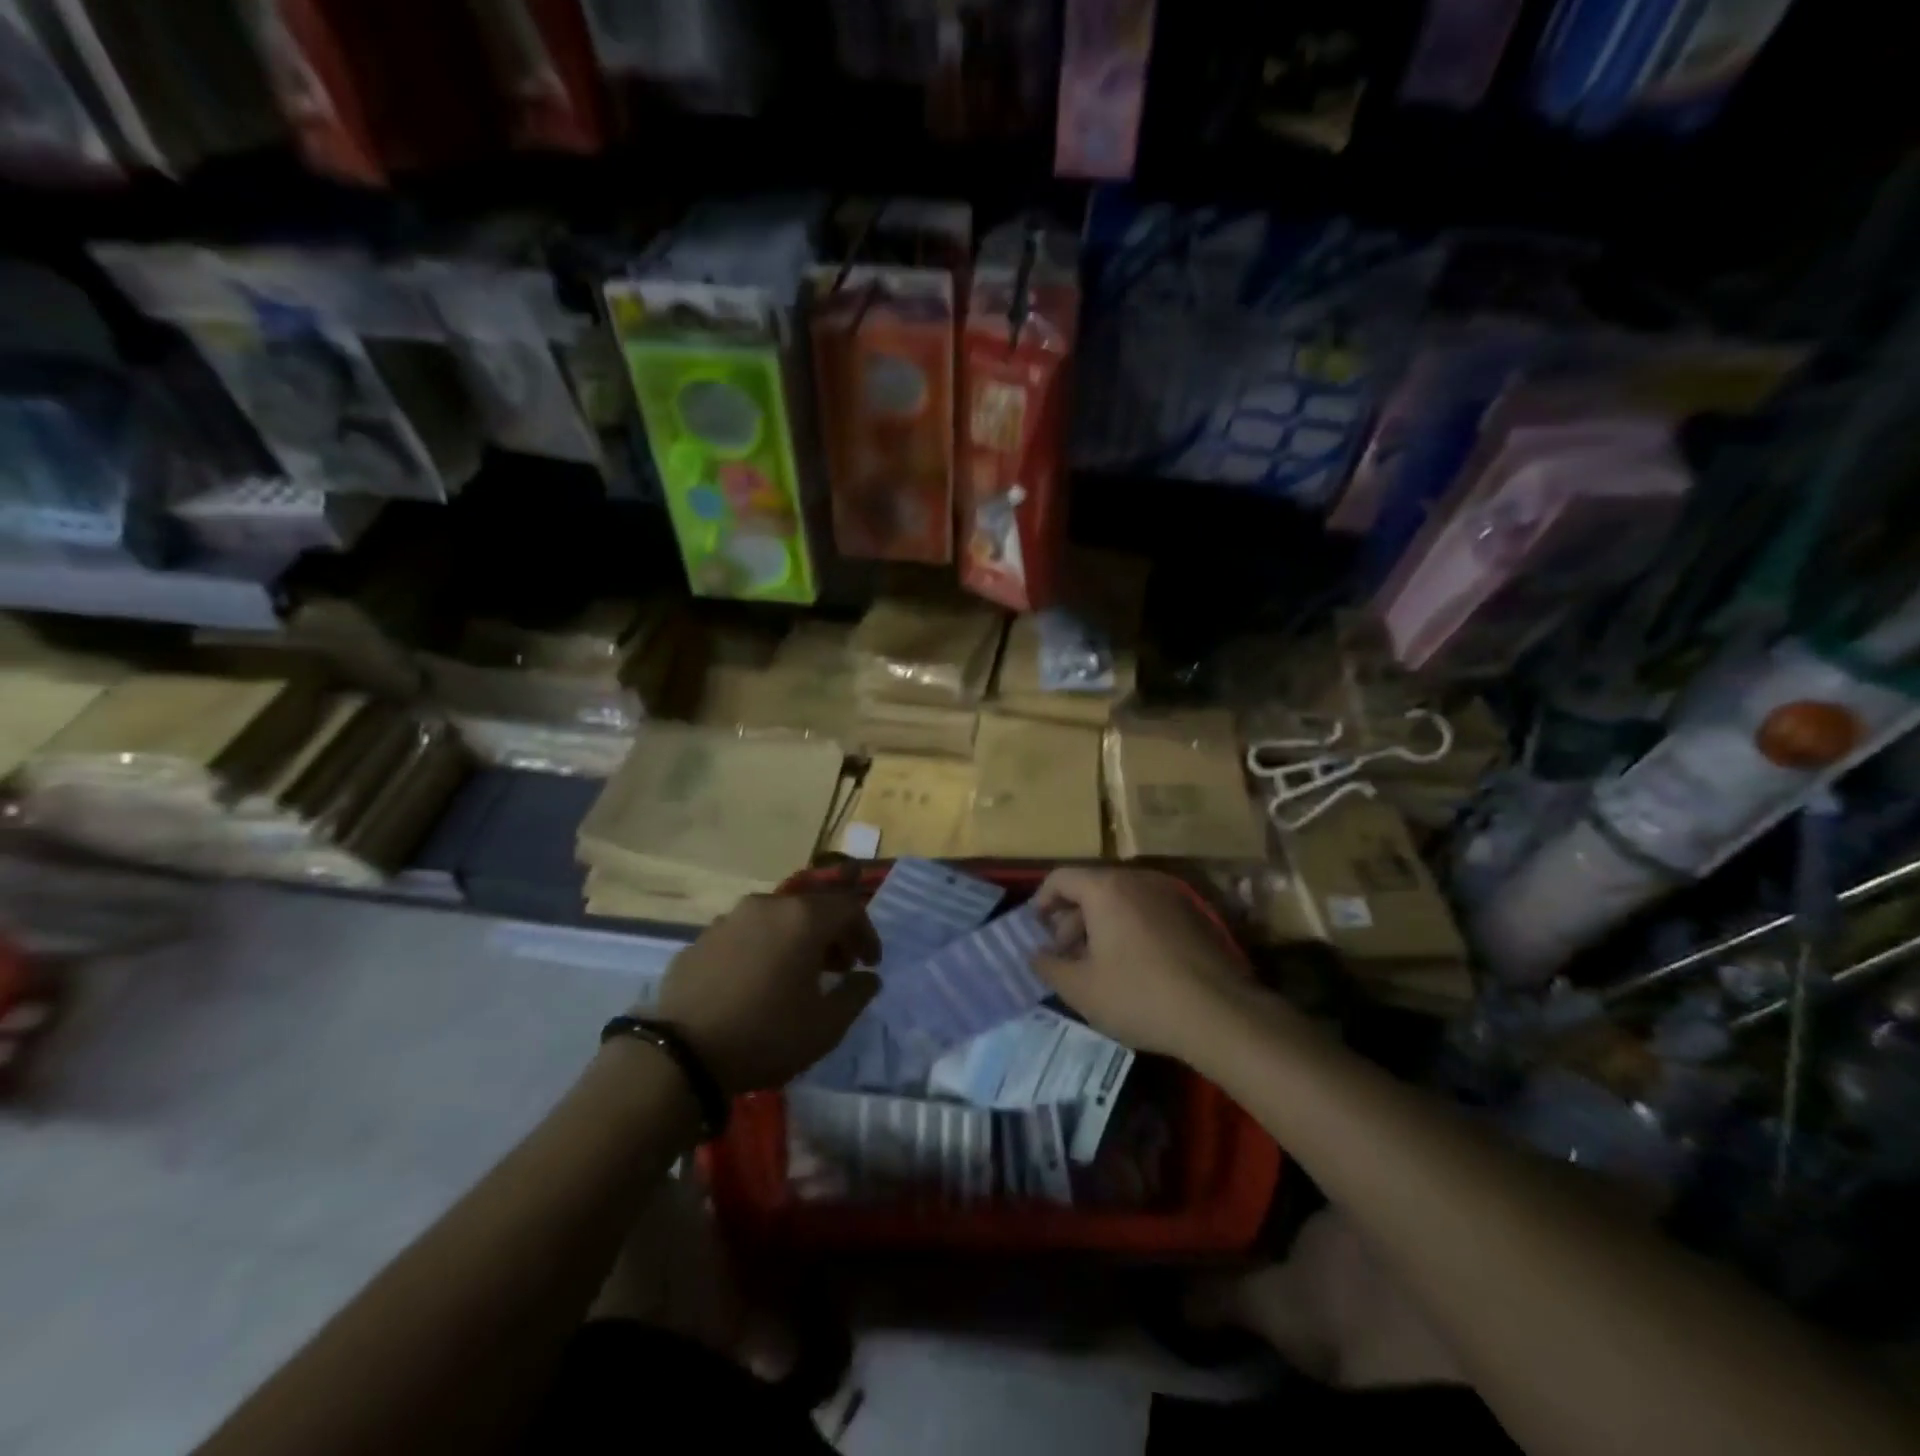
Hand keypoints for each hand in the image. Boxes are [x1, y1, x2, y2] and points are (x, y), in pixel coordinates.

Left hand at [650, 893, 880, 1094]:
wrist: (680, 1054)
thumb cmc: (765, 1035)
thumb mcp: (826, 1027)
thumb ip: (856, 995)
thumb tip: (868, 978)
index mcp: (802, 918)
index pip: (848, 908)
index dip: (866, 934)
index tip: (870, 964)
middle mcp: (767, 905)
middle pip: (811, 909)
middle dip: (832, 935)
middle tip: (840, 969)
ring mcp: (729, 919)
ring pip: (776, 919)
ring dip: (796, 940)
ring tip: (798, 976)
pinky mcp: (700, 939)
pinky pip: (745, 935)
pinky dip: (762, 949)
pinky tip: (757, 983)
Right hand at [1032, 867, 1253, 1060]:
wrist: (1221, 1014)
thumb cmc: (1139, 995)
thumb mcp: (1080, 989)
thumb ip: (1049, 966)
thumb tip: (1036, 954)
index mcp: (1106, 888)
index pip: (1060, 877)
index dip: (1041, 901)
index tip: (1036, 931)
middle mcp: (1137, 879)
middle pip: (1091, 887)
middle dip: (1071, 919)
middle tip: (1065, 956)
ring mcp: (1170, 894)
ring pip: (1121, 900)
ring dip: (1101, 925)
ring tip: (1097, 965)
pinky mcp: (1194, 914)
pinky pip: (1147, 911)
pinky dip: (1130, 928)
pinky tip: (1133, 966)